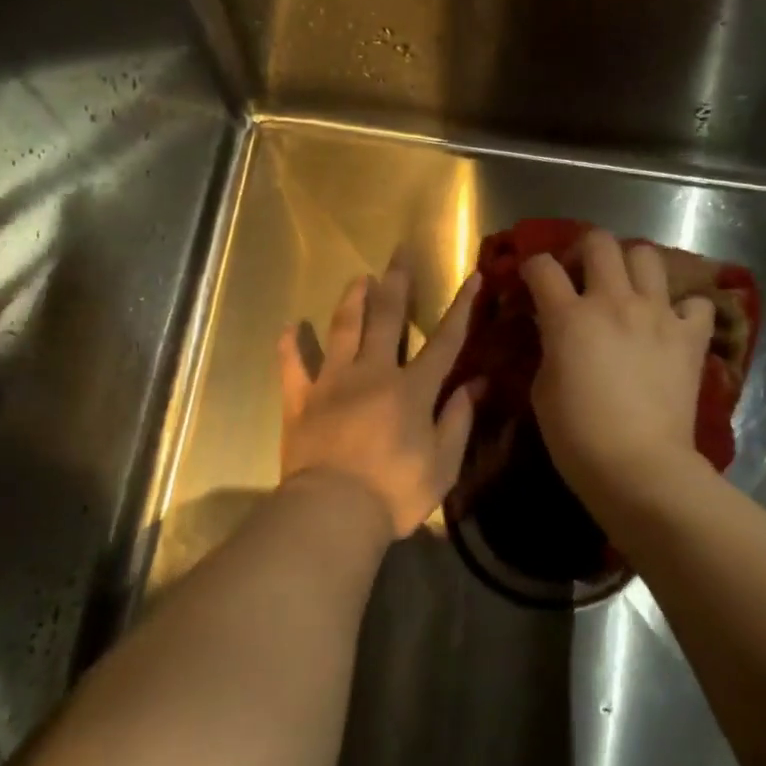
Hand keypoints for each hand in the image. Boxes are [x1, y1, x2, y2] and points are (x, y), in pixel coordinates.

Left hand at [278, 266, 481, 538]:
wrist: (333, 511)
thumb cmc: (395, 492)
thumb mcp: (443, 464)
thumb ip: (458, 419)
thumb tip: (477, 383)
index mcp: (411, 389)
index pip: (444, 341)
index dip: (462, 308)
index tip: (474, 276)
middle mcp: (372, 373)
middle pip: (386, 319)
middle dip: (396, 284)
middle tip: (399, 255)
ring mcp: (332, 383)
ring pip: (342, 330)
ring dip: (351, 301)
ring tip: (358, 279)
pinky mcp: (301, 401)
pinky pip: (293, 367)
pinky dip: (290, 347)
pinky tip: (289, 328)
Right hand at [523, 229, 715, 505]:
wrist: (637, 466)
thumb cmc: (576, 435)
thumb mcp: (542, 389)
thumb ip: (548, 348)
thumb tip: (555, 333)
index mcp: (569, 316)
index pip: (542, 267)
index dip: (531, 267)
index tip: (530, 280)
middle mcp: (614, 302)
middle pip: (599, 243)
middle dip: (584, 252)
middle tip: (581, 276)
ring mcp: (658, 315)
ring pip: (647, 256)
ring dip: (632, 267)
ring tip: (626, 290)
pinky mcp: (691, 336)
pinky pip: (696, 303)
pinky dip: (684, 307)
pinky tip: (671, 323)